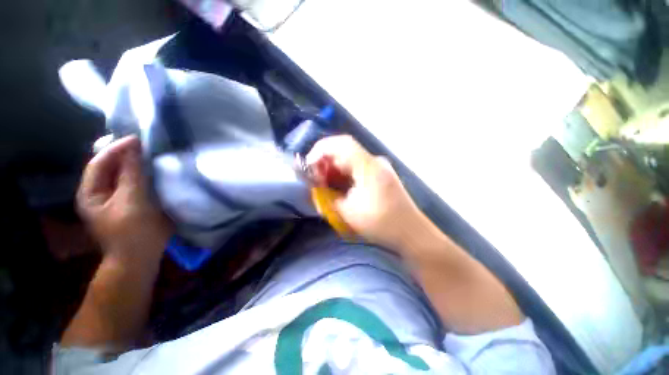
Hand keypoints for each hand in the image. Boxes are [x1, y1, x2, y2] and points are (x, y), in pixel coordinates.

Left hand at [77, 136, 171, 261]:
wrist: (141, 258)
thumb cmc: (133, 231)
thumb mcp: (132, 200)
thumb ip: (132, 173)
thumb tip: (134, 145)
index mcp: (90, 193)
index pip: (99, 162)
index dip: (116, 149)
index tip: (138, 139)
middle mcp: (99, 193)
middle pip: (109, 167)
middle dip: (125, 155)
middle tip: (146, 145)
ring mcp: (114, 199)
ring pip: (122, 175)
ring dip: (135, 164)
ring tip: (152, 154)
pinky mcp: (129, 203)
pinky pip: (133, 183)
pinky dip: (143, 175)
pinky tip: (155, 171)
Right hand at [306, 135, 429, 250]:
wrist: (410, 232)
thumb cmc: (381, 223)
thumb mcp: (348, 212)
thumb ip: (328, 197)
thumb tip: (316, 188)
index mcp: (368, 166)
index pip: (341, 144)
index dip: (321, 150)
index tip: (309, 165)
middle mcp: (374, 161)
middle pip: (344, 151)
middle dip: (325, 163)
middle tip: (315, 180)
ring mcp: (379, 167)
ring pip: (350, 160)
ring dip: (334, 170)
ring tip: (325, 185)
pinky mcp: (381, 175)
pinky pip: (357, 168)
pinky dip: (344, 175)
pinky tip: (339, 187)